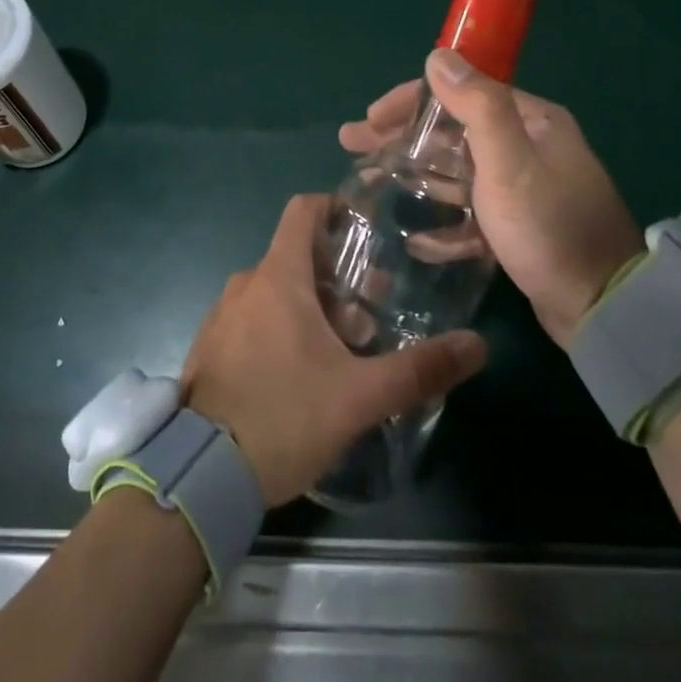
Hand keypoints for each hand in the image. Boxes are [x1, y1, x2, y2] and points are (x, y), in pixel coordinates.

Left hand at [182, 193, 487, 506]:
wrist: (202, 474)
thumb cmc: (284, 417)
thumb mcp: (360, 396)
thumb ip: (419, 369)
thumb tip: (478, 345)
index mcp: (278, 276)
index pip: (302, 210)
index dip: (333, 208)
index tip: (364, 229)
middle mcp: (245, 284)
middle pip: (295, 257)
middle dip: (334, 277)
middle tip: (369, 313)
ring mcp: (221, 315)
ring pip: (274, 291)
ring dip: (309, 308)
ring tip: (342, 350)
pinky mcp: (210, 347)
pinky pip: (251, 319)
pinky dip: (279, 328)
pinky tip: (300, 374)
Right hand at [339, 50, 643, 347]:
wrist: (604, 309)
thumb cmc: (548, 226)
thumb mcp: (509, 161)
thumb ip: (476, 105)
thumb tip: (438, 56)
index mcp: (531, 121)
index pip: (460, 93)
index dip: (411, 101)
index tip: (370, 117)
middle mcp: (529, 146)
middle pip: (452, 131)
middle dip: (403, 137)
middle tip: (354, 146)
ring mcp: (525, 188)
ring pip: (458, 172)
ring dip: (417, 176)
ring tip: (371, 183)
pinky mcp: (521, 227)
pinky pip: (473, 213)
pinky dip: (446, 222)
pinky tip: (417, 238)